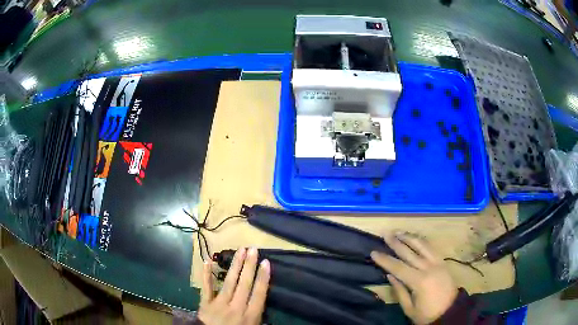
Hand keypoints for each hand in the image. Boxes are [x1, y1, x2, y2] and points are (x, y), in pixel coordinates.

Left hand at [198, 248, 270, 324]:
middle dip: (250, 266)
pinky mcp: (205, 304)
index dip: (263, 277)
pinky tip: (208, 260)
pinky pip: (206, 288)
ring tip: (241, 250)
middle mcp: (236, 307)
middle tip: (253, 249)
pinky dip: (206, 275)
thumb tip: (264, 303)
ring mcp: (219, 304)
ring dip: (235, 265)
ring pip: (229, 282)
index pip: (259, 293)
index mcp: (250, 315)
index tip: (266, 262)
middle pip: (245, 284)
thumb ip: (260, 317)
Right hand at [371, 232, 457, 324]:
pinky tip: (415, 239)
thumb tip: (389, 275)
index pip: (398, 268)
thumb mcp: (409, 308)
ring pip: (422, 246)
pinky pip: (432, 248)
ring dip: (409, 238)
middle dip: (396, 243)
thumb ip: (399, 291)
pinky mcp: (443, 262)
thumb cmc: (427, 314)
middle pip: (410, 253)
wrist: (450, 311)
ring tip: (399, 232)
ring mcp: (438, 263)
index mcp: (419, 282)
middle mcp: (429, 268)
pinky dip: (422, 242)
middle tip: (385, 234)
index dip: (385, 260)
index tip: (374, 252)